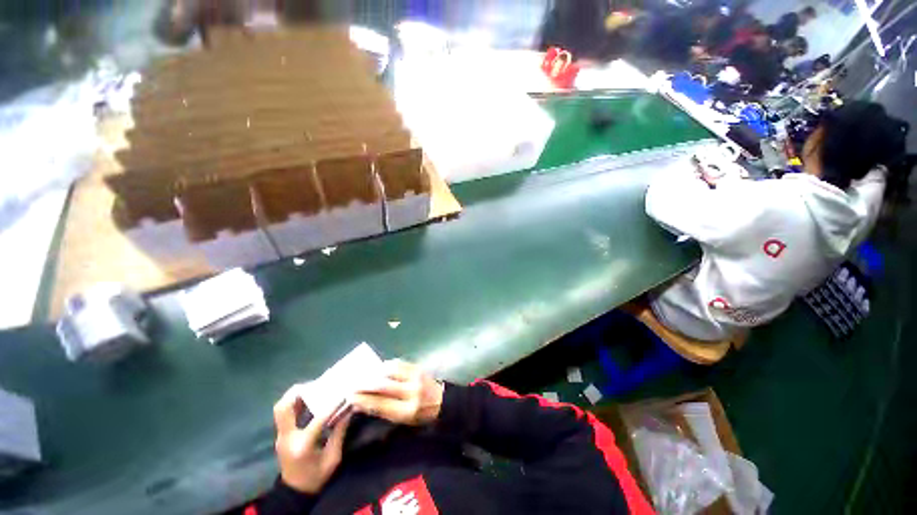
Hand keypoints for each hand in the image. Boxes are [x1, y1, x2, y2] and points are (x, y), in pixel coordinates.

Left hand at [273, 385, 351, 493]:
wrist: (295, 493)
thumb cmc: (316, 477)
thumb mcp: (333, 458)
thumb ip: (339, 432)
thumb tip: (349, 409)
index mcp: (302, 445)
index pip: (317, 419)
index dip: (332, 405)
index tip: (344, 394)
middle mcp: (287, 437)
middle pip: (283, 408)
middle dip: (298, 392)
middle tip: (317, 384)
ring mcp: (281, 436)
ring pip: (280, 408)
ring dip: (295, 395)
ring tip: (313, 388)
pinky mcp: (282, 435)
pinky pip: (284, 413)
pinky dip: (295, 402)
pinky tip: (309, 399)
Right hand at [351, 360, 444, 425]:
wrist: (442, 400)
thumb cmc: (421, 415)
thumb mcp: (403, 420)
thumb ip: (383, 411)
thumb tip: (361, 404)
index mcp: (407, 410)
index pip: (381, 404)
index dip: (364, 400)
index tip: (350, 397)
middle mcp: (411, 392)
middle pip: (383, 386)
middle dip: (365, 385)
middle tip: (352, 384)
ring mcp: (415, 377)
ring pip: (390, 371)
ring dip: (374, 372)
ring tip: (364, 375)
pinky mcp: (418, 367)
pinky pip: (399, 363)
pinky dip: (387, 365)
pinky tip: (379, 368)